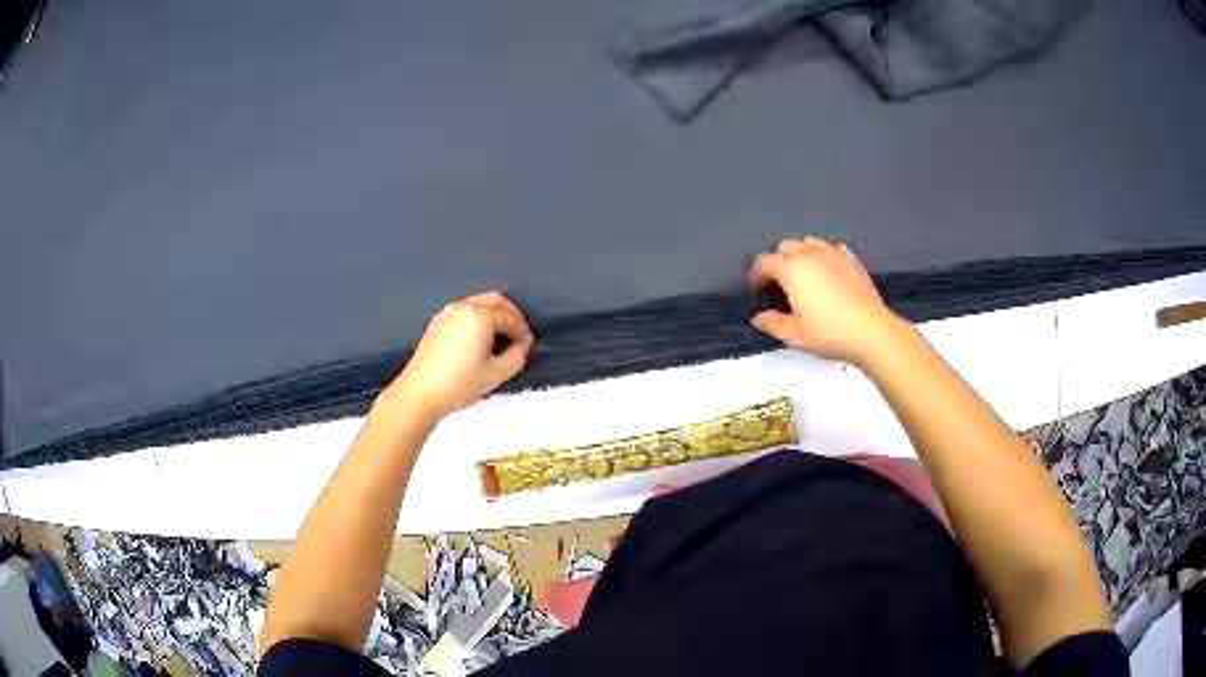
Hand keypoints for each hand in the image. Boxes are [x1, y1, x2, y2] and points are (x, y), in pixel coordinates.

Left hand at [387, 291, 533, 420]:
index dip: (522, 331)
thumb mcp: (495, 374)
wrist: (420, 393)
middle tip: (519, 334)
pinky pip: (464, 311)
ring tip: (501, 337)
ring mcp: (447, 313)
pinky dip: (478, 318)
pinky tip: (480, 339)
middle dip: (511, 315)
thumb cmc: (458, 384)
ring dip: (494, 315)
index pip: (509, 316)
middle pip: (495, 300)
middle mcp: (463, 307)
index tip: (527, 346)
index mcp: (479, 316)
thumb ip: (516, 357)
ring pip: (478, 303)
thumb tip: (522, 347)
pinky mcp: (437, 323)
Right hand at [749, 237, 899, 363]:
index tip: (758, 288)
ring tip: (802, 275)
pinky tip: (826, 270)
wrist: (870, 331)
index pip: (764, 262)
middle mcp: (810, 254)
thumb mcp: (794, 334)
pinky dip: (823, 255)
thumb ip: (772, 323)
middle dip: (778, 261)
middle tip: (779, 283)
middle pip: (785, 246)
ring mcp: (833, 254)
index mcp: (791, 269)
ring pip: (808, 242)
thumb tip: (760, 318)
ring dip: (800, 254)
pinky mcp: (852, 260)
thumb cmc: (831, 332)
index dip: (757, 275)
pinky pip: (831, 248)